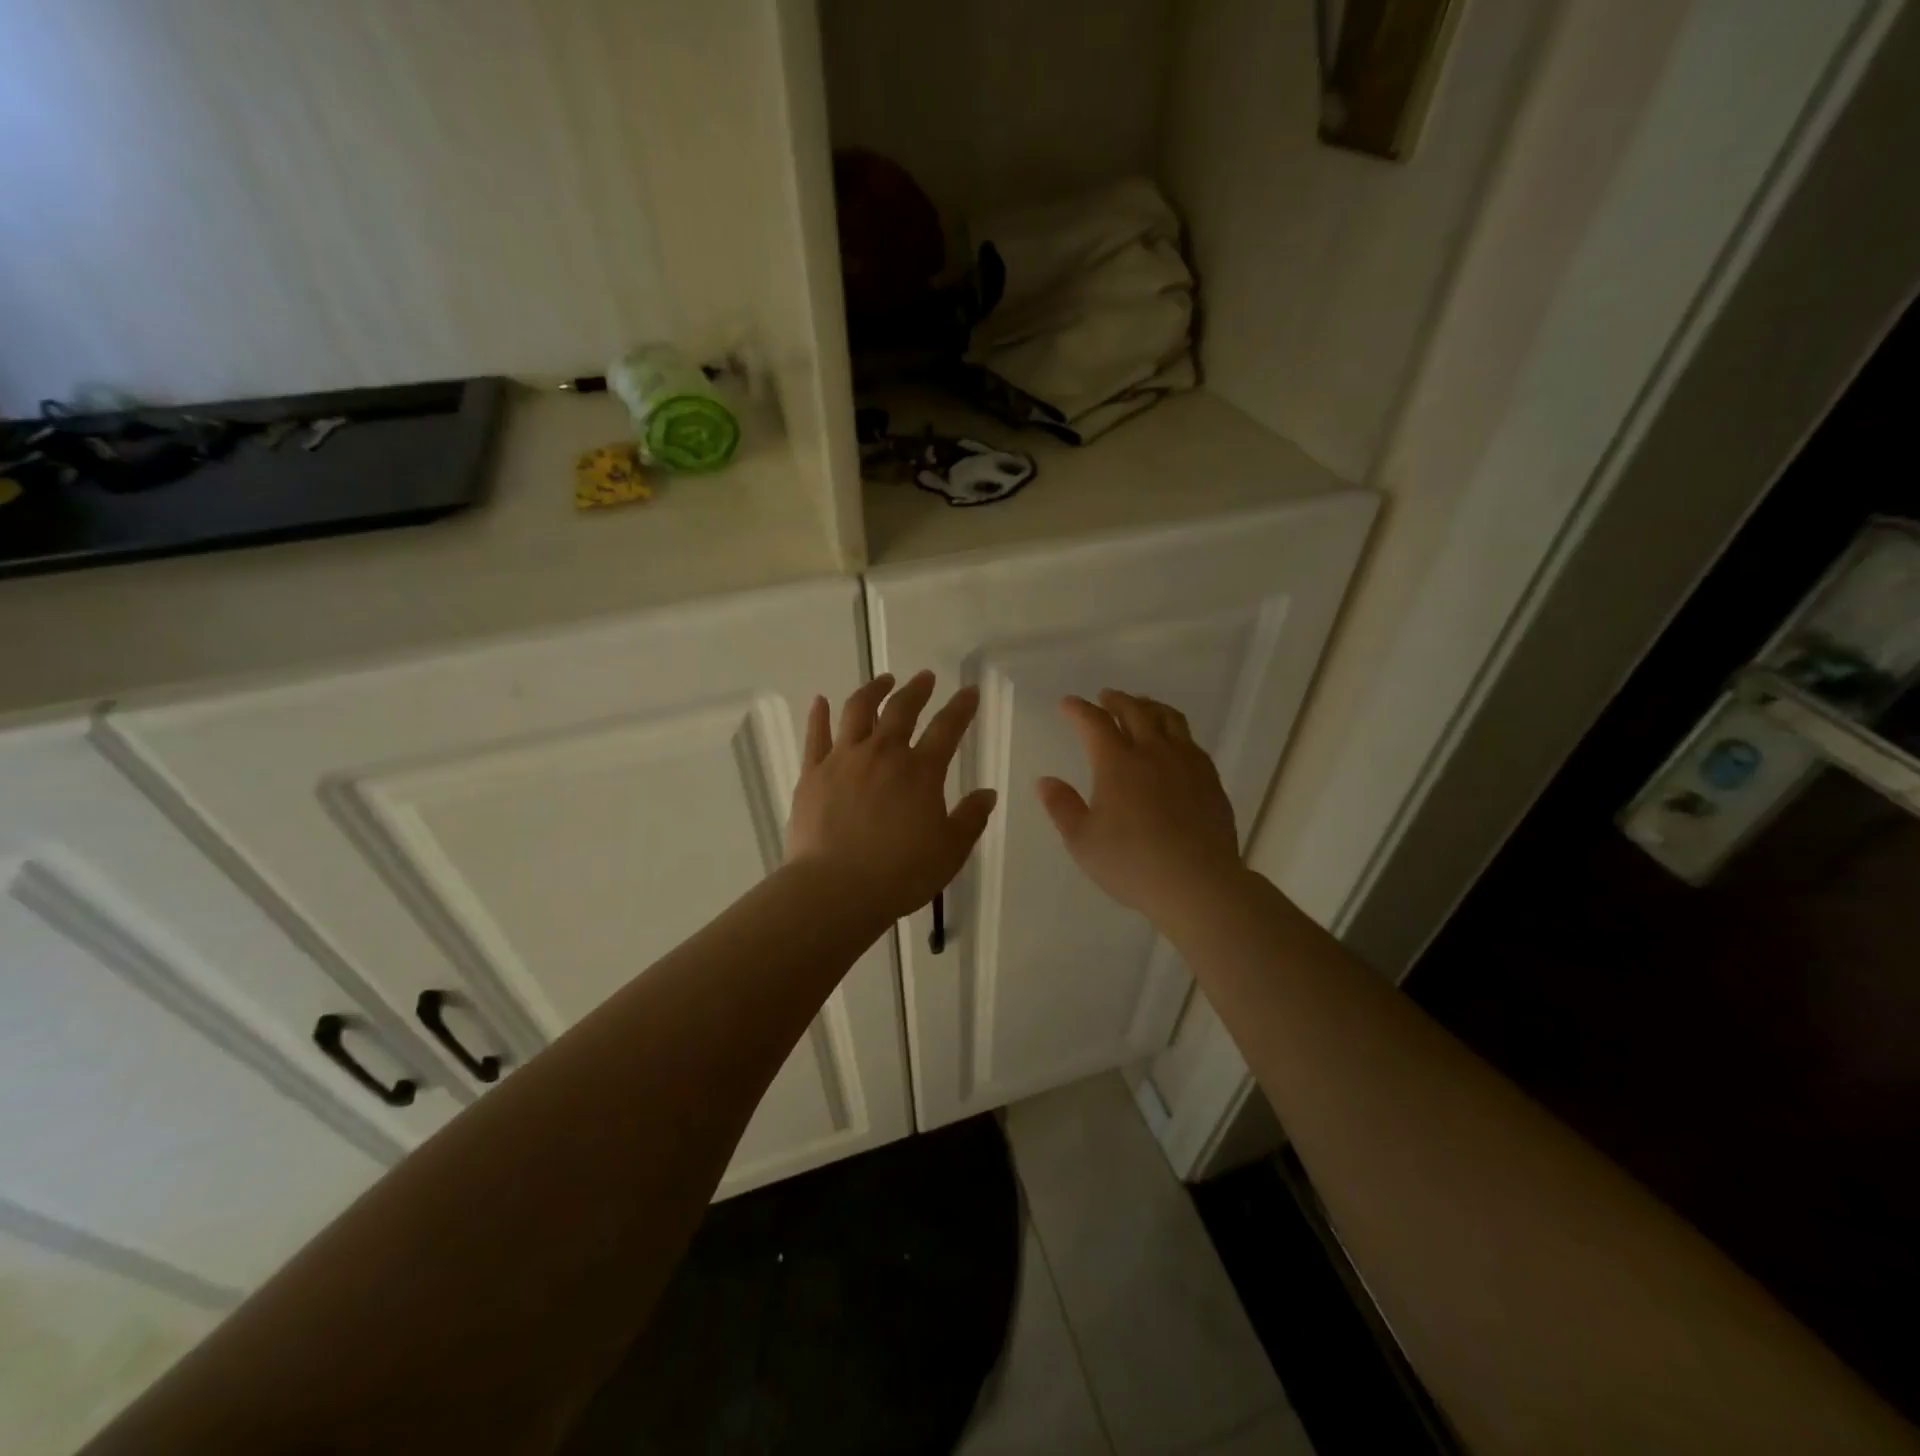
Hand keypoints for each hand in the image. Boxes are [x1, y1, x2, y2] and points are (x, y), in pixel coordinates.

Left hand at [786, 671, 998, 923]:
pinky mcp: (812, 773)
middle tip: (925, 677)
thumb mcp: (950, 851)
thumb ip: (970, 819)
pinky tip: (821, 701)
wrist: (836, 889)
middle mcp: (883, 754)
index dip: (961, 707)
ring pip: (858, 711)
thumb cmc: (900, 873)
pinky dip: (820, 714)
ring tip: (883, 680)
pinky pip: (816, 735)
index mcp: (921, 771)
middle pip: (902, 709)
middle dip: (917, 689)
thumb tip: (987, 793)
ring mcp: (843, 759)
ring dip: (873, 690)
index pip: (947, 728)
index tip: (969, 691)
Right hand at [1037, 691, 1242, 923]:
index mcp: (1117, 763)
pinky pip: (1191, 741)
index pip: (1094, 723)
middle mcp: (1153, 752)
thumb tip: (1045, 781)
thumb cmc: (1131, 863)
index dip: (1079, 709)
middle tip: (1105, 697)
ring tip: (1141, 707)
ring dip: (1150, 707)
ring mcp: (1186, 762)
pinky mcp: (1210, 778)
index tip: (1068, 703)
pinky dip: (1175, 730)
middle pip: (1135, 711)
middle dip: (1116, 700)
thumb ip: (1062, 807)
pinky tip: (1174, 743)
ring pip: (1169, 719)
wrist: (1198, 883)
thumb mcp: (1082, 841)